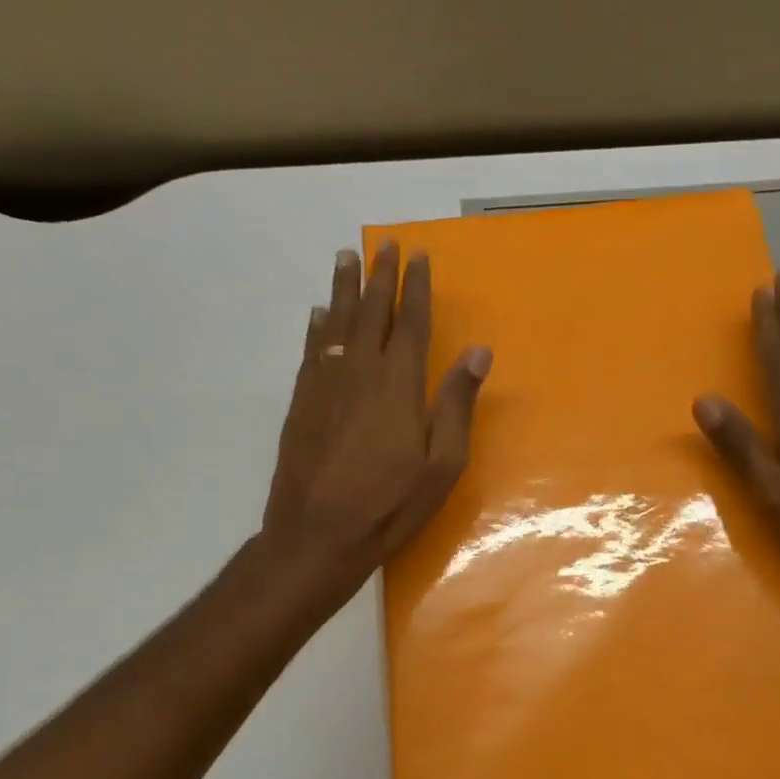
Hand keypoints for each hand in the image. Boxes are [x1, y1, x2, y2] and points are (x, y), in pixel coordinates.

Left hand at [263, 242, 490, 596]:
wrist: (317, 533)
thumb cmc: (390, 503)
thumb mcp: (442, 463)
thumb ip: (457, 404)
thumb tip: (478, 351)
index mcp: (398, 383)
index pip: (409, 321)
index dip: (415, 287)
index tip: (418, 256)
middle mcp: (359, 371)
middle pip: (370, 312)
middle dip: (379, 276)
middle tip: (383, 245)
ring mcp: (325, 384)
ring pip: (336, 323)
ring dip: (343, 289)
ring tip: (346, 259)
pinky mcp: (302, 402)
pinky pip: (312, 350)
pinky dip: (317, 327)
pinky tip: (319, 315)